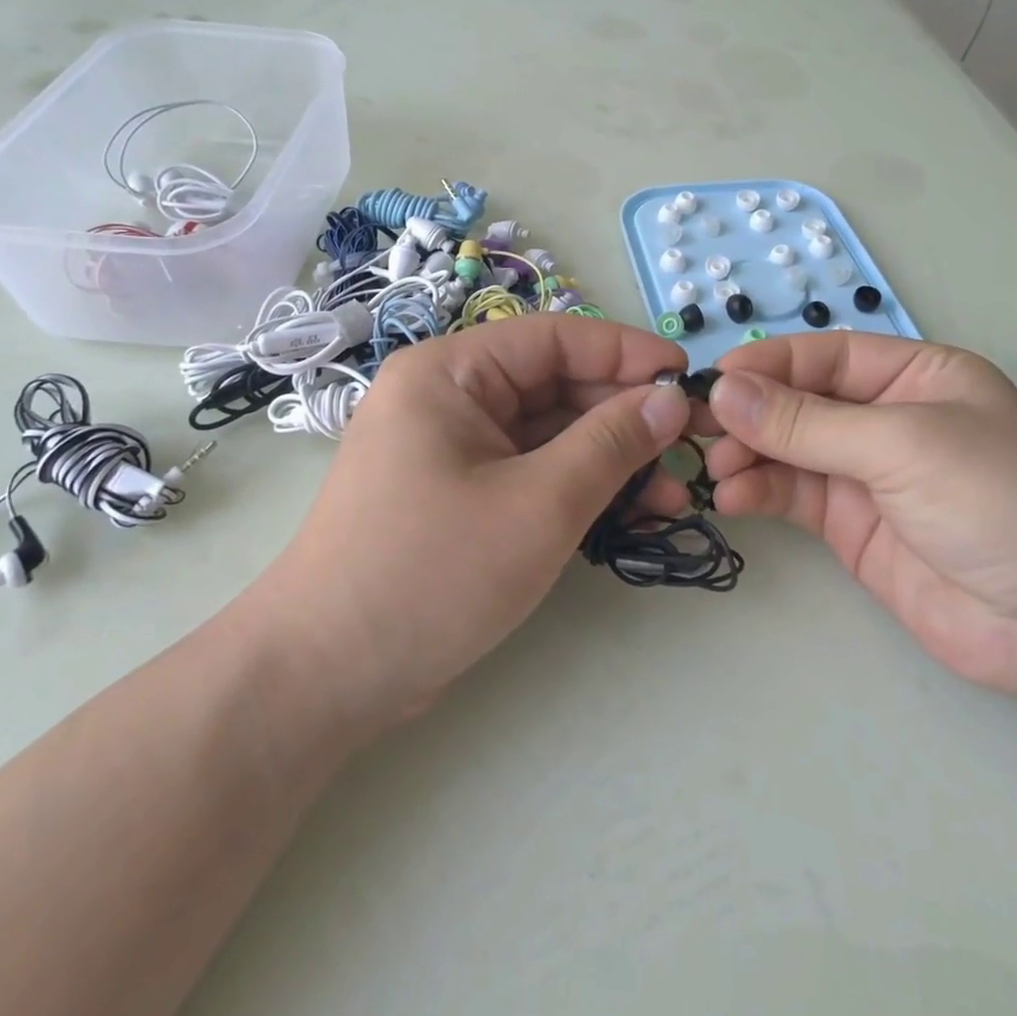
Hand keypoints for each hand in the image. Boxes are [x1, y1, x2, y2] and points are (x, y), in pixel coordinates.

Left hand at [253, 315, 692, 731]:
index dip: (625, 353)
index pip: (553, 338)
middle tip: (690, 448)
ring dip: (611, 460)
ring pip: (550, 435)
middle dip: (624, 417)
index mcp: (450, 372)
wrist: (326, 677)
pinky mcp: (463, 496)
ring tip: (672, 494)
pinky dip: (581, 489)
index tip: (687, 378)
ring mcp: (455, 450)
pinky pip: (534, 473)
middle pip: (555, 386)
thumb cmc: (431, 573)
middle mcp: (450, 398)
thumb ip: (611, 443)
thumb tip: (671, 399)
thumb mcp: (538, 504)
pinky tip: (634, 514)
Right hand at [706, 333, 1016, 703]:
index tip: (713, 380)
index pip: (824, 355)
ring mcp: (866, 475)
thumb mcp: (901, 444)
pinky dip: (757, 492)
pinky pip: (792, 496)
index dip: (768, 364)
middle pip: (799, 402)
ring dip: (747, 454)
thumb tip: (723, 392)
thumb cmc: (999, 500)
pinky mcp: (850, 527)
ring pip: (788, 450)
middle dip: (750, 412)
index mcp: (914, 376)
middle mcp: (885, 418)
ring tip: (714, 468)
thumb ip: (807, 422)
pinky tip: (731, 497)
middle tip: (697, 429)